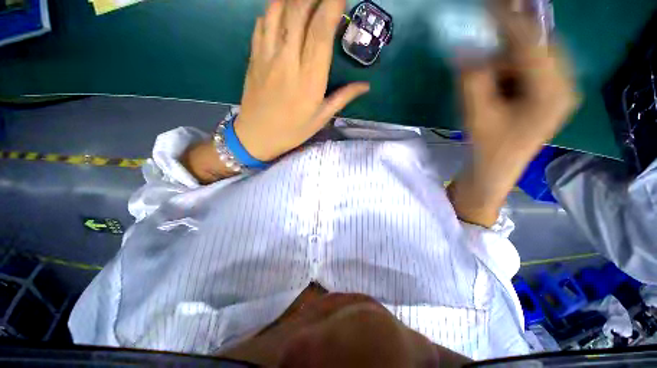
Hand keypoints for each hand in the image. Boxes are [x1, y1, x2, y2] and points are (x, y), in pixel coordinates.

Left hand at [234, 0, 369, 161]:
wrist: (257, 136)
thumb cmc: (292, 131)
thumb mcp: (321, 118)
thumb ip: (343, 98)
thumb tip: (366, 86)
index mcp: (309, 78)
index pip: (321, 31)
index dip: (332, 6)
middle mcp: (288, 60)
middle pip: (299, 11)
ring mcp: (267, 55)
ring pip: (278, 10)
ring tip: (304, 0)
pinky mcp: (254, 56)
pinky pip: (262, 22)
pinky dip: (273, 9)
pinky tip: (282, 10)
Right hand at [448, 9, 578, 226]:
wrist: (496, 169)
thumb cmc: (488, 148)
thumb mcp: (477, 113)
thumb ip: (472, 79)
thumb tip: (463, 49)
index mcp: (552, 92)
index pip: (531, 43)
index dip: (507, 21)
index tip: (486, 5)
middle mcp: (563, 84)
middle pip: (536, 45)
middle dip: (506, 41)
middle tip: (480, 41)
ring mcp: (557, 88)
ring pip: (531, 56)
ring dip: (505, 58)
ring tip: (486, 79)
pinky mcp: (547, 92)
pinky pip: (529, 67)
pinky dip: (508, 68)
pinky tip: (494, 83)